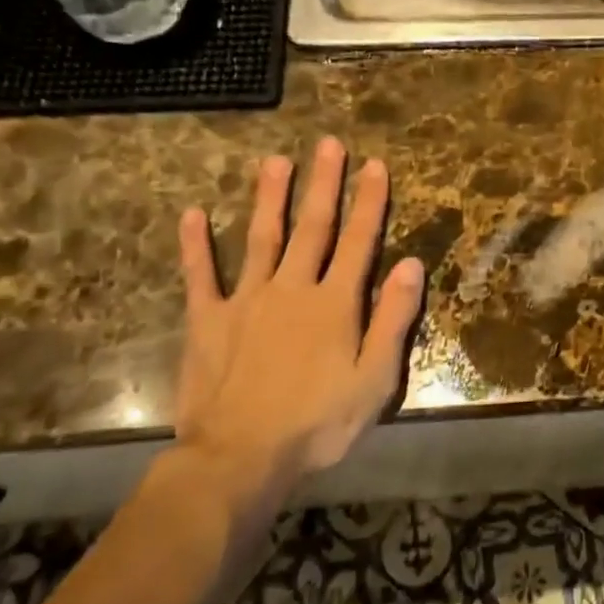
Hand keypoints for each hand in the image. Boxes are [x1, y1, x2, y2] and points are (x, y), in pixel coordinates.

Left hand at [167, 138, 423, 546]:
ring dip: (269, 197)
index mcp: (335, 304)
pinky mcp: (208, 320)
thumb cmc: (317, 423)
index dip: (369, 202)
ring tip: (275, 161)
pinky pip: (200, 275)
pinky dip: (195, 245)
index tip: (375, 165)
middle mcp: (292, 289)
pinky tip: (191, 213)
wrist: (239, 458)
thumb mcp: (375, 380)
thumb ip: (394, 319)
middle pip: (312, 227)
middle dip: (323, 184)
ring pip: (260, 237)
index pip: (359, 241)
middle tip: (329, 144)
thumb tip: (412, 264)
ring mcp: (246, 300)